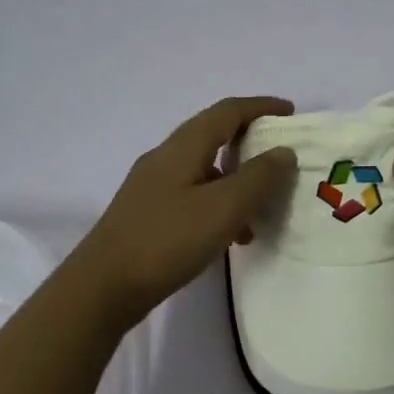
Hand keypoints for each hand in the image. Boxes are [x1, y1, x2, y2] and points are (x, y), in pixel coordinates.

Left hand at [68, 96, 297, 329]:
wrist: (103, 287)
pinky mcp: (148, 214)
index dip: (260, 107)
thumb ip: (258, 178)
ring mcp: (152, 187)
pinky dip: (219, 206)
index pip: (227, 111)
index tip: (291, 112)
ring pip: (205, 171)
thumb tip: (283, 152)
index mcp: (182, 147)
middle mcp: (165, 158)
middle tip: (281, 157)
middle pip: (213, 136)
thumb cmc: (167, 241)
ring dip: (237, 181)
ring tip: (262, 210)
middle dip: (250, 142)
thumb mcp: (223, 208)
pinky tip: (231, 237)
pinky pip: (193, 197)